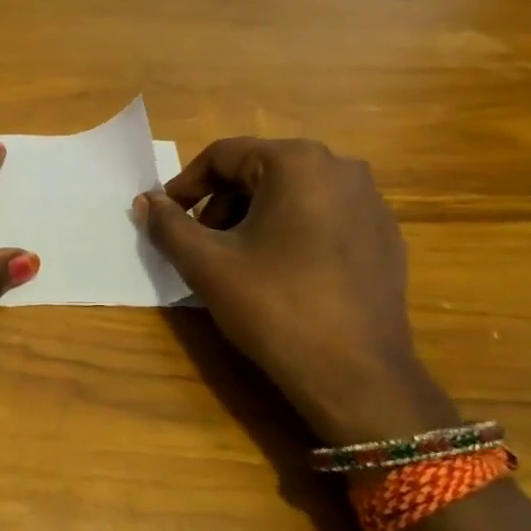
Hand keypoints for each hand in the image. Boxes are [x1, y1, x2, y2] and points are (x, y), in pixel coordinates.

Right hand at [135, 137, 455, 447]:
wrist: (356, 374)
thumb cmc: (274, 306)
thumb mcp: (206, 264)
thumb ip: (168, 225)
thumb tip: (145, 200)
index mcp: (297, 162)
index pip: (223, 156)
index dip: (185, 185)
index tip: (165, 217)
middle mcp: (341, 168)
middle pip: (259, 172)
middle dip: (220, 204)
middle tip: (199, 244)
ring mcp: (370, 202)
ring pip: (292, 195)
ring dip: (253, 219)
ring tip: (236, 262)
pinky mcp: (384, 236)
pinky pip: (324, 218)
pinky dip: (291, 233)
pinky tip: (281, 275)